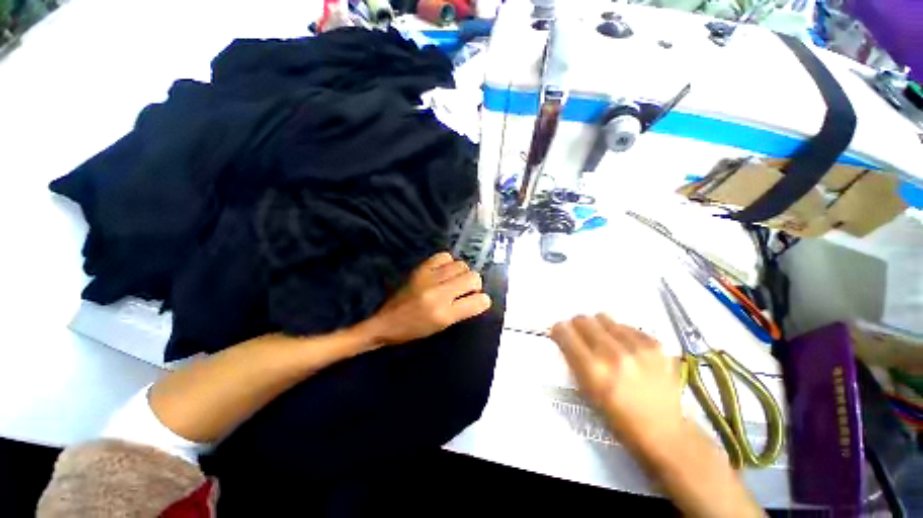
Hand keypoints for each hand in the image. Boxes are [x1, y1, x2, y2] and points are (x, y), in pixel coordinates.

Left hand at [366, 252, 491, 345]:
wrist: (385, 322)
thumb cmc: (414, 331)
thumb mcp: (441, 327)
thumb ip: (461, 311)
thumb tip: (477, 297)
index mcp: (445, 314)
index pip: (479, 301)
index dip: (483, 301)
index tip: (479, 301)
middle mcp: (439, 294)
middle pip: (473, 277)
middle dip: (475, 284)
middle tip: (466, 290)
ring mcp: (429, 278)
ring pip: (462, 265)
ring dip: (463, 273)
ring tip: (454, 279)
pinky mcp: (420, 269)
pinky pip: (444, 256)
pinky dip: (449, 262)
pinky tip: (444, 270)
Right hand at [550, 314, 685, 452]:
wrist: (664, 432)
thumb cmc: (617, 418)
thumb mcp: (586, 392)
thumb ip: (572, 360)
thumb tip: (563, 335)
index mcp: (593, 370)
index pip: (564, 332)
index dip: (559, 331)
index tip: (560, 334)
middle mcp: (613, 354)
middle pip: (583, 319)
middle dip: (577, 326)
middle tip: (581, 336)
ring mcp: (637, 347)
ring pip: (604, 317)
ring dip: (599, 327)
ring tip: (605, 342)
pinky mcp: (656, 344)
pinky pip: (626, 326)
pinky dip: (620, 333)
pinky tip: (627, 350)